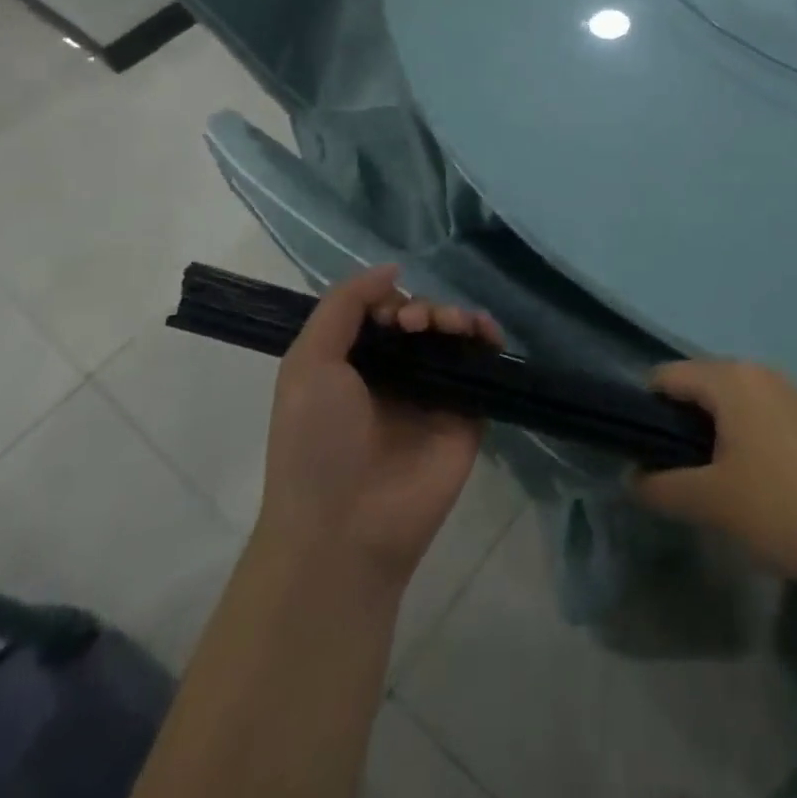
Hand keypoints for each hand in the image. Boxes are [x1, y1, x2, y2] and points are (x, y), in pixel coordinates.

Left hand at [255, 265, 502, 588]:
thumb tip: (392, 269)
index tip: (394, 315)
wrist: (346, 528)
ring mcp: (433, 395)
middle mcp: (395, 376)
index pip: (382, 313)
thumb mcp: (308, 363)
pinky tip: (485, 331)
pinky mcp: (466, 414)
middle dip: (426, 308)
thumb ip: (343, 305)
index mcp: (353, 365)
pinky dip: (488, 340)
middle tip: (419, 323)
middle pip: (422, 320)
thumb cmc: (315, 443)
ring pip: (454, 338)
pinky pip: (482, 367)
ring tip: (452, 325)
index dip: (392, 301)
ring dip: (456, 316)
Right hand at [633, 361, 796, 585]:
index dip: (644, 411)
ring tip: (709, 481)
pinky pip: (756, 413)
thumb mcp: (711, 503)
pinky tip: (750, 481)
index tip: (641, 452)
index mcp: (730, 379)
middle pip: (698, 385)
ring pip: (728, 401)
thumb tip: (631, 478)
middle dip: (677, 424)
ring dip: (709, 433)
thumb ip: (661, 487)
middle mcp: (757, 372)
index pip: (666, 376)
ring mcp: (787, 391)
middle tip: (673, 472)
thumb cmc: (783, 507)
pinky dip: (740, 436)